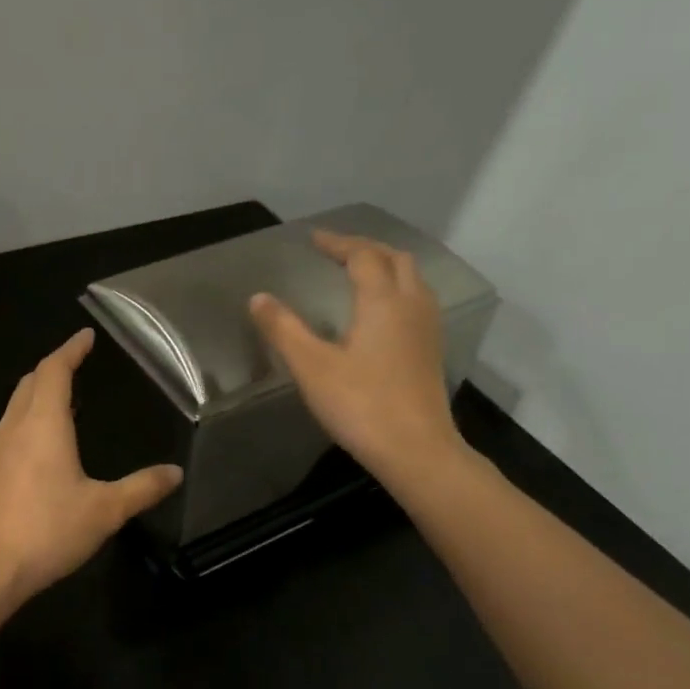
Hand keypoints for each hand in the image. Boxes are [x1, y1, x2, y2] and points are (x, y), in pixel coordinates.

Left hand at [0, 328, 183, 601]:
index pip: (54, 370)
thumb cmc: (48, 530)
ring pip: (16, 405)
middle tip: (77, 363)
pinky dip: (28, 417)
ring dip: (38, 392)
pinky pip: (9, 428)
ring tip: (64, 398)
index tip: (86, 336)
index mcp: (43, 424)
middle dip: (53, 367)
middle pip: (31, 382)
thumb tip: (175, 473)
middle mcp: (14, 427)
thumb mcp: (105, 510)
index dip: (71, 350)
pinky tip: (41, 443)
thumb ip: (142, 488)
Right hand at [249, 229, 465, 480]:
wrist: (416, 450)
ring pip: (413, 279)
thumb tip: (258, 297)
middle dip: (366, 248)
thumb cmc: (361, 405)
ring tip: (360, 273)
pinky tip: (381, 312)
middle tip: (337, 251)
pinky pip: (417, 301)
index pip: (362, 256)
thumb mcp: (311, 367)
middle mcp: (411, 306)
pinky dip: (397, 289)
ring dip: (386, 266)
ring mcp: (427, 329)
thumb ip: (284, 329)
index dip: (337, 243)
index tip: (314, 239)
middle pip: (395, 259)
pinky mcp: (431, 351)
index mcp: (382, 301)